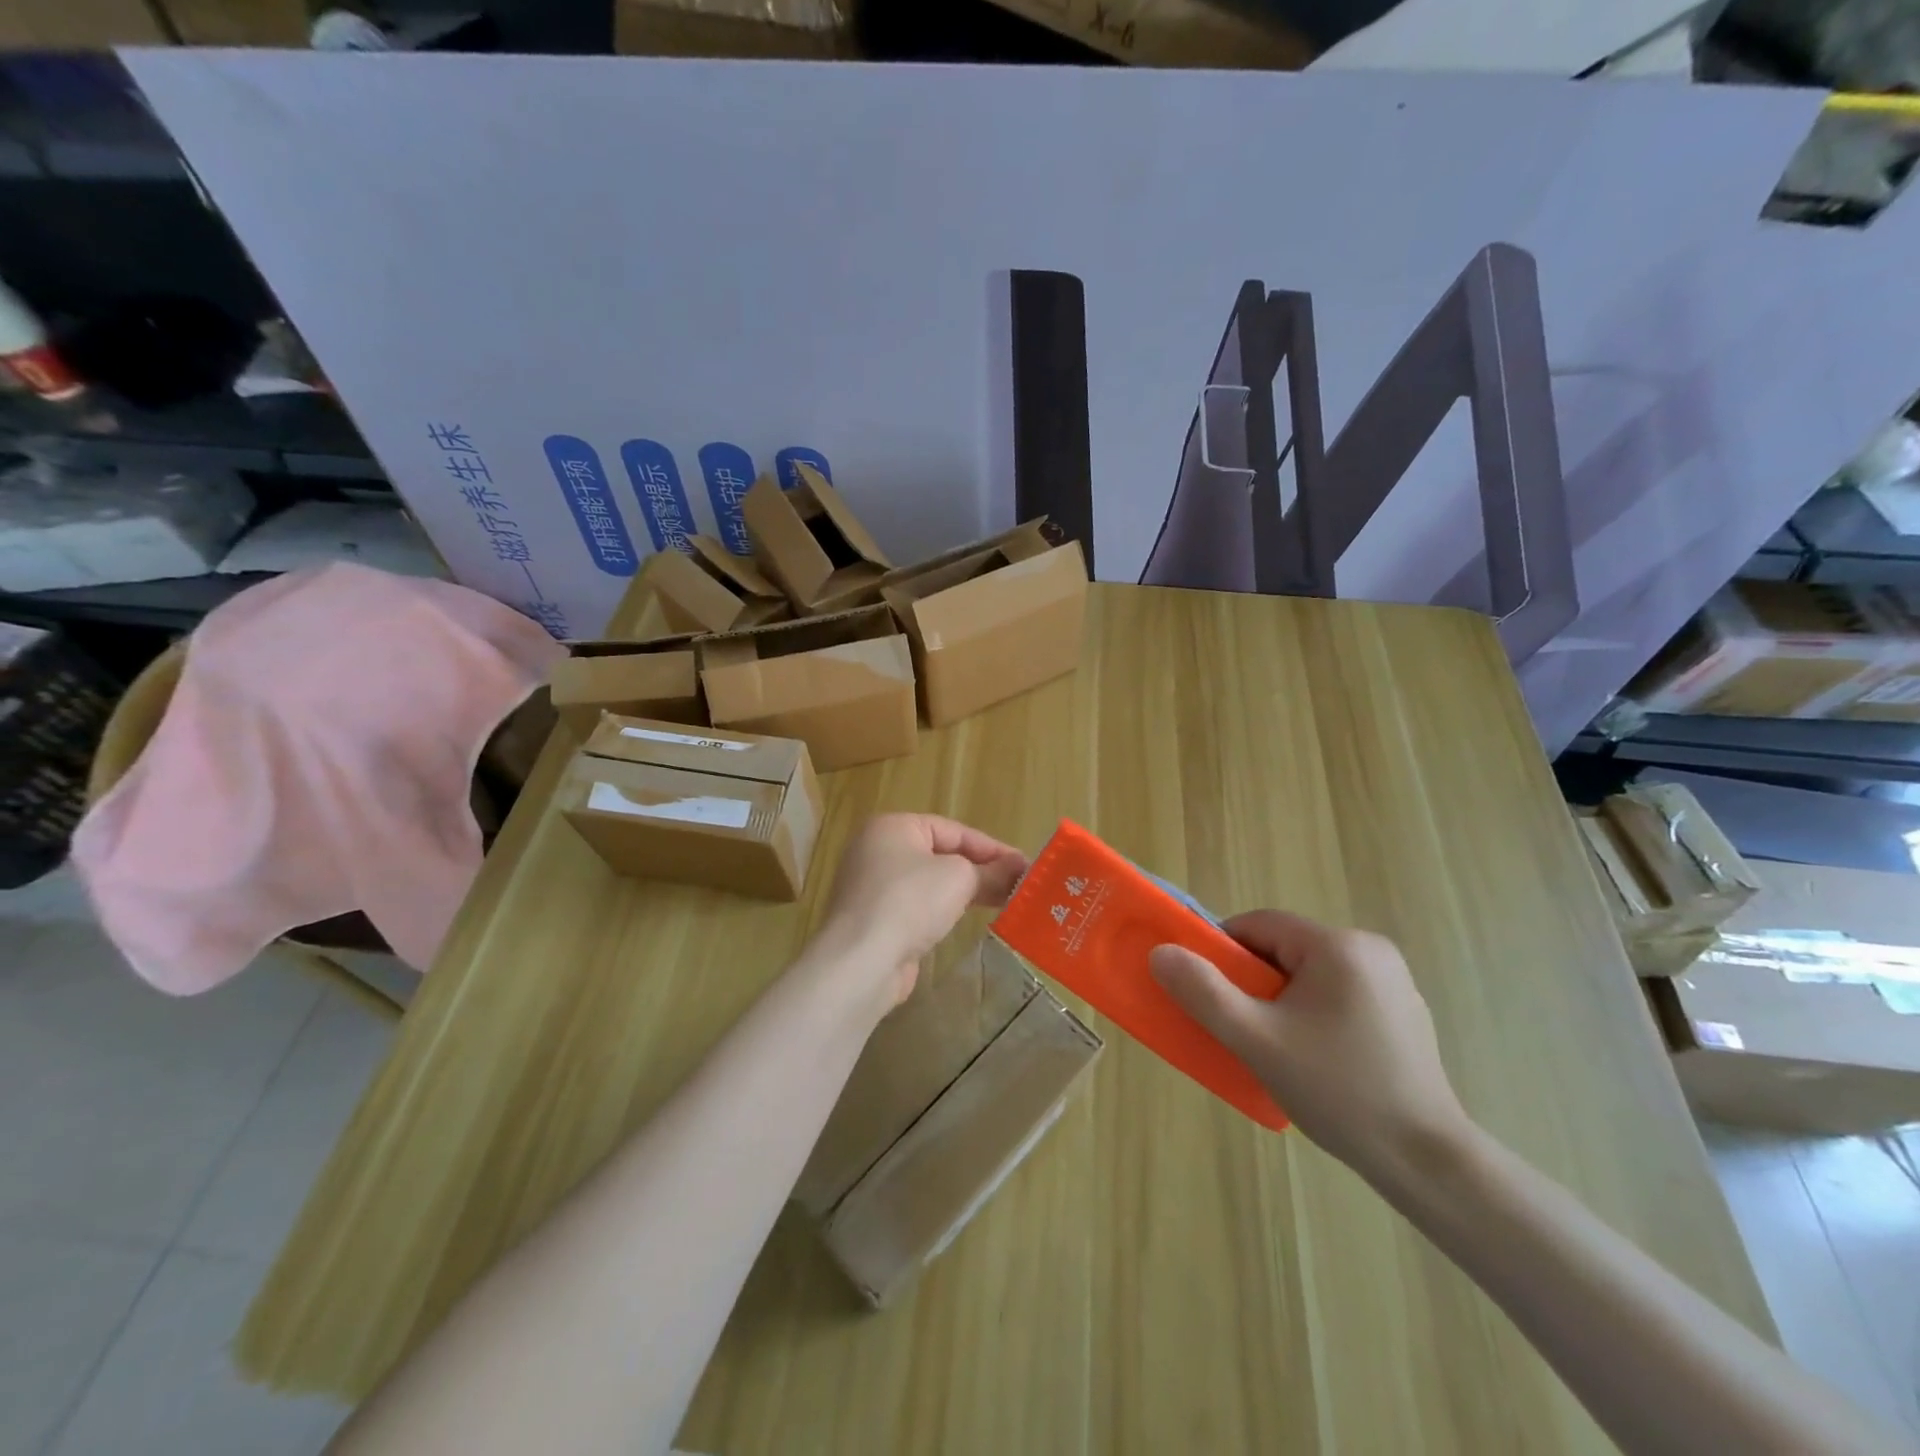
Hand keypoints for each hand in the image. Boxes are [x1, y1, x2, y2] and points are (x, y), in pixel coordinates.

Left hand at [814, 814, 1027, 1009]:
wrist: (861, 961)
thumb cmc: (909, 901)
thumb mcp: (958, 878)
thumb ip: (990, 872)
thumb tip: (1019, 869)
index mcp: (893, 827)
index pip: (953, 830)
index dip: (991, 848)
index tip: (1024, 865)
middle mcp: (877, 851)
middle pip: (940, 855)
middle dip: (979, 870)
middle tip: (1017, 885)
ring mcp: (872, 887)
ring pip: (929, 883)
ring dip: (962, 891)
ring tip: (1000, 903)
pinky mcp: (874, 921)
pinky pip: (916, 907)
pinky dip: (941, 912)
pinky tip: (963, 922)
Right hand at [1149, 911, 1470, 1179]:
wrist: (1426, 1162)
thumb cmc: (1337, 1090)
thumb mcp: (1256, 1040)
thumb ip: (1204, 992)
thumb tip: (1161, 952)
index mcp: (1338, 946)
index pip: (1258, 925)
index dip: (1223, 953)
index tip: (1209, 992)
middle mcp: (1371, 950)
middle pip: (1285, 949)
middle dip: (1254, 983)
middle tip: (1242, 1027)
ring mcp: (1394, 982)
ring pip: (1310, 974)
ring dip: (1282, 1000)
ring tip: (1277, 1049)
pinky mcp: (1404, 1013)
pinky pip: (1339, 995)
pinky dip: (1315, 1014)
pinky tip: (1317, 1060)